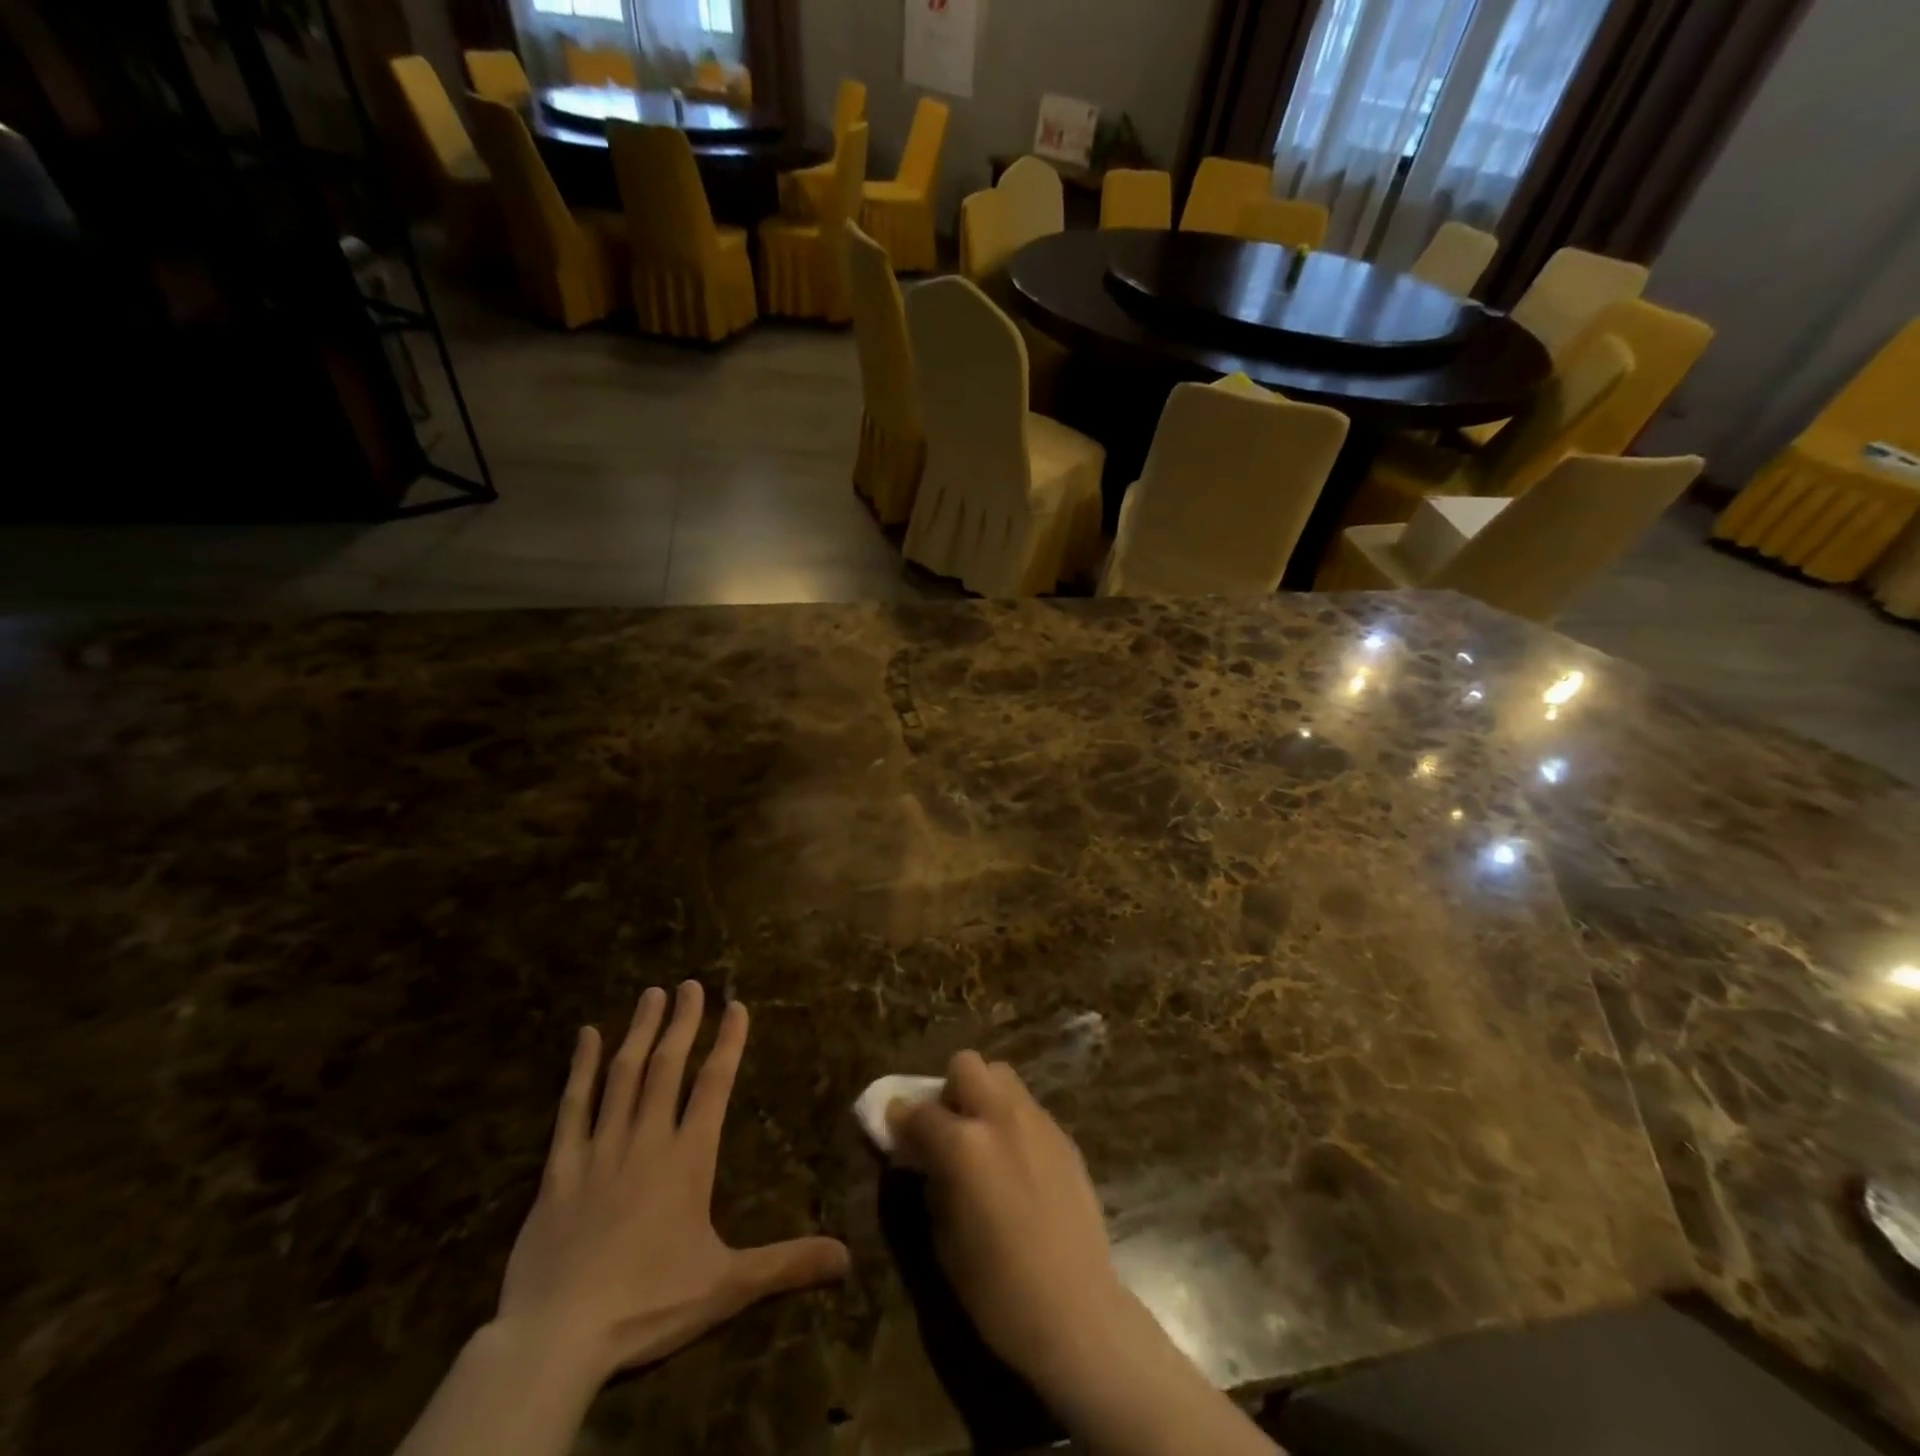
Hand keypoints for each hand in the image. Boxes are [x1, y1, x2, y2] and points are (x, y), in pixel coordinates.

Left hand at [493, 982, 849, 1383]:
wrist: (557, 1338)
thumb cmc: (648, 1304)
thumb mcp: (727, 1287)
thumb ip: (786, 1264)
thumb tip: (848, 1259)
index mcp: (688, 1158)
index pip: (714, 1085)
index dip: (728, 1042)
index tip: (736, 1005)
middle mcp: (647, 1139)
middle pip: (667, 1067)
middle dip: (682, 1022)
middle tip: (691, 984)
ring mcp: (600, 1149)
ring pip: (622, 1076)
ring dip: (639, 1031)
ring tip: (652, 994)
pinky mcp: (558, 1169)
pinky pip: (572, 1107)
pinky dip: (581, 1069)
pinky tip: (586, 1035)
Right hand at [886, 1051, 1128, 1393]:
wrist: (1075, 1311)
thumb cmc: (996, 1289)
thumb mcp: (943, 1238)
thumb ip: (931, 1181)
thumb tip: (924, 1157)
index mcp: (963, 1144)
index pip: (918, 1110)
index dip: (901, 1118)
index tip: (896, 1129)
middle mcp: (1000, 1117)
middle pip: (966, 1065)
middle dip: (950, 1089)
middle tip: (949, 1128)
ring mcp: (1037, 1121)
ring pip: (1003, 1076)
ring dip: (984, 1097)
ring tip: (984, 1140)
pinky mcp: (1064, 1136)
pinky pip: (1028, 1107)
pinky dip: (1012, 1120)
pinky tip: (1016, 1162)